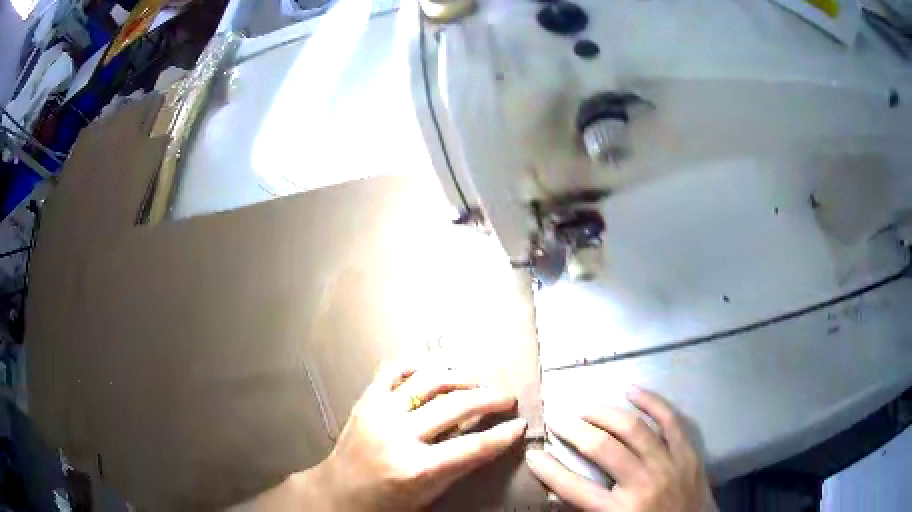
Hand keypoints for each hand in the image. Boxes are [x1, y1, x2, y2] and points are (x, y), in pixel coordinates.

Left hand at [310, 362, 526, 510]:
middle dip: (490, 399)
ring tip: (478, 382)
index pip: (472, 447)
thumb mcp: (429, 494)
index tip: (521, 424)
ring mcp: (379, 412)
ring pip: (429, 380)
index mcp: (415, 469)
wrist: (337, 493)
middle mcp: (398, 435)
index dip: (503, 435)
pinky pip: (395, 370)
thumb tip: (493, 438)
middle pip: (456, 407)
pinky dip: (420, 364)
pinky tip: (438, 367)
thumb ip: (460, 465)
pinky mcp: (366, 399)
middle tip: (508, 398)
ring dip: (461, 377)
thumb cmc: (387, 502)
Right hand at [525, 387, 714, 511]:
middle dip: (574, 431)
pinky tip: (632, 391)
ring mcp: (669, 464)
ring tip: (587, 408)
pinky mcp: (689, 452)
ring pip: (634, 428)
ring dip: (606, 413)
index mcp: (619, 511)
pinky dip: (652, 402)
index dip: (548, 470)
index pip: (573, 488)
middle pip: (602, 448)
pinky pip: (671, 420)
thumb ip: (588, 511)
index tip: (532, 454)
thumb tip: (559, 494)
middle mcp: (643, 483)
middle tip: (558, 420)